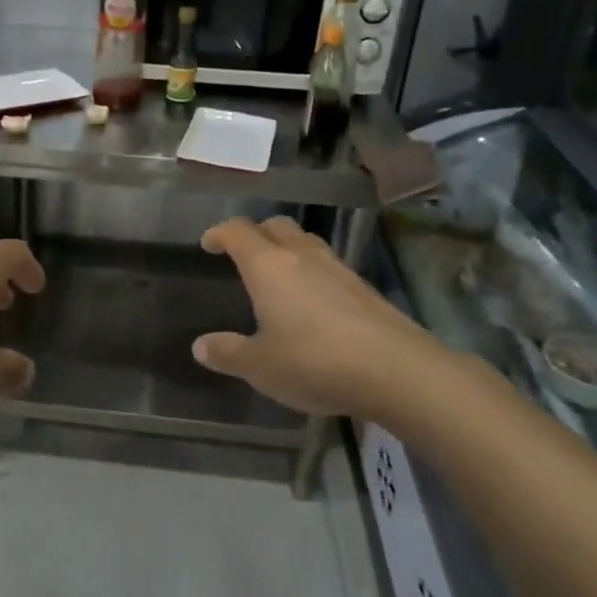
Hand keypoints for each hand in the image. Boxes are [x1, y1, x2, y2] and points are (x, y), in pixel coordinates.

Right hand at [193, 216, 452, 417]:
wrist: (396, 370)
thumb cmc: (315, 362)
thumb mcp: (260, 366)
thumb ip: (228, 353)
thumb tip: (200, 346)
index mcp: (268, 266)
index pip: (237, 231)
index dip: (219, 233)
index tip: (208, 243)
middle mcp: (301, 256)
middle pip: (275, 226)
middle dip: (255, 233)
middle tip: (242, 254)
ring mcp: (337, 267)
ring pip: (305, 242)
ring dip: (286, 249)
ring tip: (277, 275)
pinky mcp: (363, 286)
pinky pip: (327, 265)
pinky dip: (311, 271)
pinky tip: (312, 301)